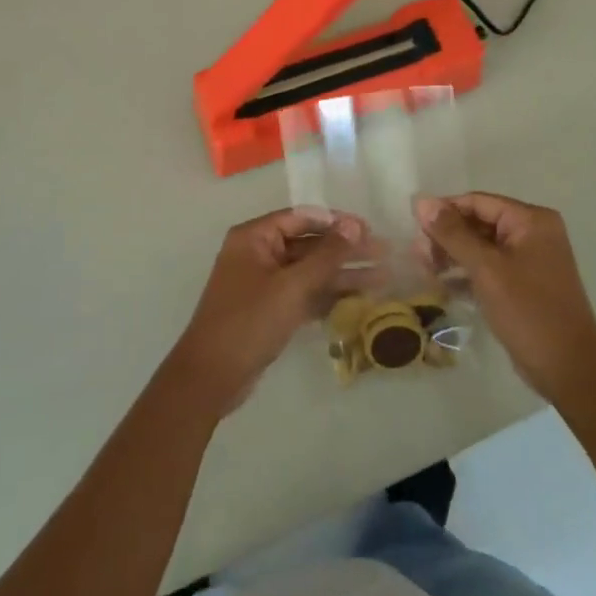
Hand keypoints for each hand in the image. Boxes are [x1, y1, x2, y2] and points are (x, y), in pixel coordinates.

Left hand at [168, 209, 368, 415]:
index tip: (369, 229)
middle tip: (384, 253)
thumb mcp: (292, 286)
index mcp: (254, 237)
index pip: (302, 218)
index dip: (337, 222)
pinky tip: (360, 299)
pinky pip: (304, 293)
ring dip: (343, 274)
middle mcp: (258, 253)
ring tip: (383, 277)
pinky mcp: (270, 309)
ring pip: (310, 271)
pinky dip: (328, 295)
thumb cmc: (249, 321)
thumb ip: (326, 255)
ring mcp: (264, 283)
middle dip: (346, 250)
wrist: (211, 377)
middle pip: (309, 244)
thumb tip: (354, 224)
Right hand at [415, 193, 595, 402]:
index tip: (413, 225)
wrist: (569, 369)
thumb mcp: (486, 269)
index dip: (444, 210)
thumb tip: (422, 202)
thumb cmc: (528, 311)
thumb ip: (452, 234)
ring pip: (483, 246)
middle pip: (479, 222)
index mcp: (531, 220)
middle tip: (418, 253)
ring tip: (425, 268)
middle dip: (447, 235)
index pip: (478, 202)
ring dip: (454, 255)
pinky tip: (443, 284)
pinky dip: (468, 273)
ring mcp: (531, 259)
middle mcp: (534, 232)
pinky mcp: (525, 284)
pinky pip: (491, 268)